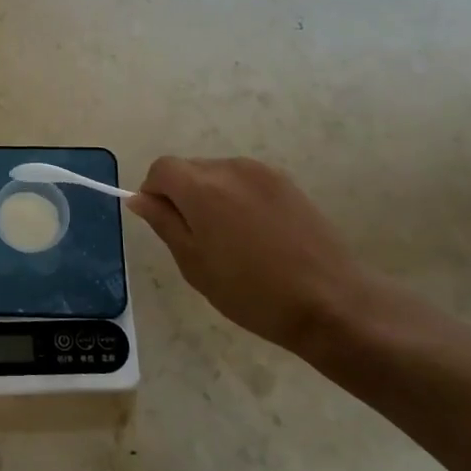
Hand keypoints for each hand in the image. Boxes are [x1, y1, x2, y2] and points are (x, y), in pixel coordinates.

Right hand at [127, 156, 375, 354]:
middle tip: (197, 240)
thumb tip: (139, 198)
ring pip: (218, 174)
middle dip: (182, 195)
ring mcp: (263, 173)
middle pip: (190, 168)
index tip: (164, 224)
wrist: (331, 302)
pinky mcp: (288, 183)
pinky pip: (246, 182)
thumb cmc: (251, 292)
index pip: (161, 168)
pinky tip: (256, 236)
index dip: (154, 192)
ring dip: (211, 196)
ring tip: (231, 240)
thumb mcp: (194, 264)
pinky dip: (238, 199)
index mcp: (201, 188)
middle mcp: (230, 168)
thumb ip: (164, 223)